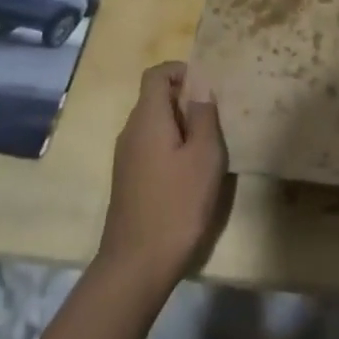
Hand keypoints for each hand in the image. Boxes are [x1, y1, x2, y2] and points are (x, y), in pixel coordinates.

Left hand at [95, 62, 226, 294]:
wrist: (136, 266)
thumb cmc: (177, 205)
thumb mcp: (204, 157)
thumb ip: (203, 117)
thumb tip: (200, 86)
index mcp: (147, 118)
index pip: (157, 74)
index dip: (181, 72)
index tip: (206, 89)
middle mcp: (130, 130)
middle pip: (154, 97)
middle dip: (184, 101)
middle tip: (213, 122)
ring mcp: (125, 157)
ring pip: (153, 124)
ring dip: (179, 126)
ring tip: (205, 150)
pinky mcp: (127, 180)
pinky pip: (149, 146)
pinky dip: (169, 147)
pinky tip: (188, 175)